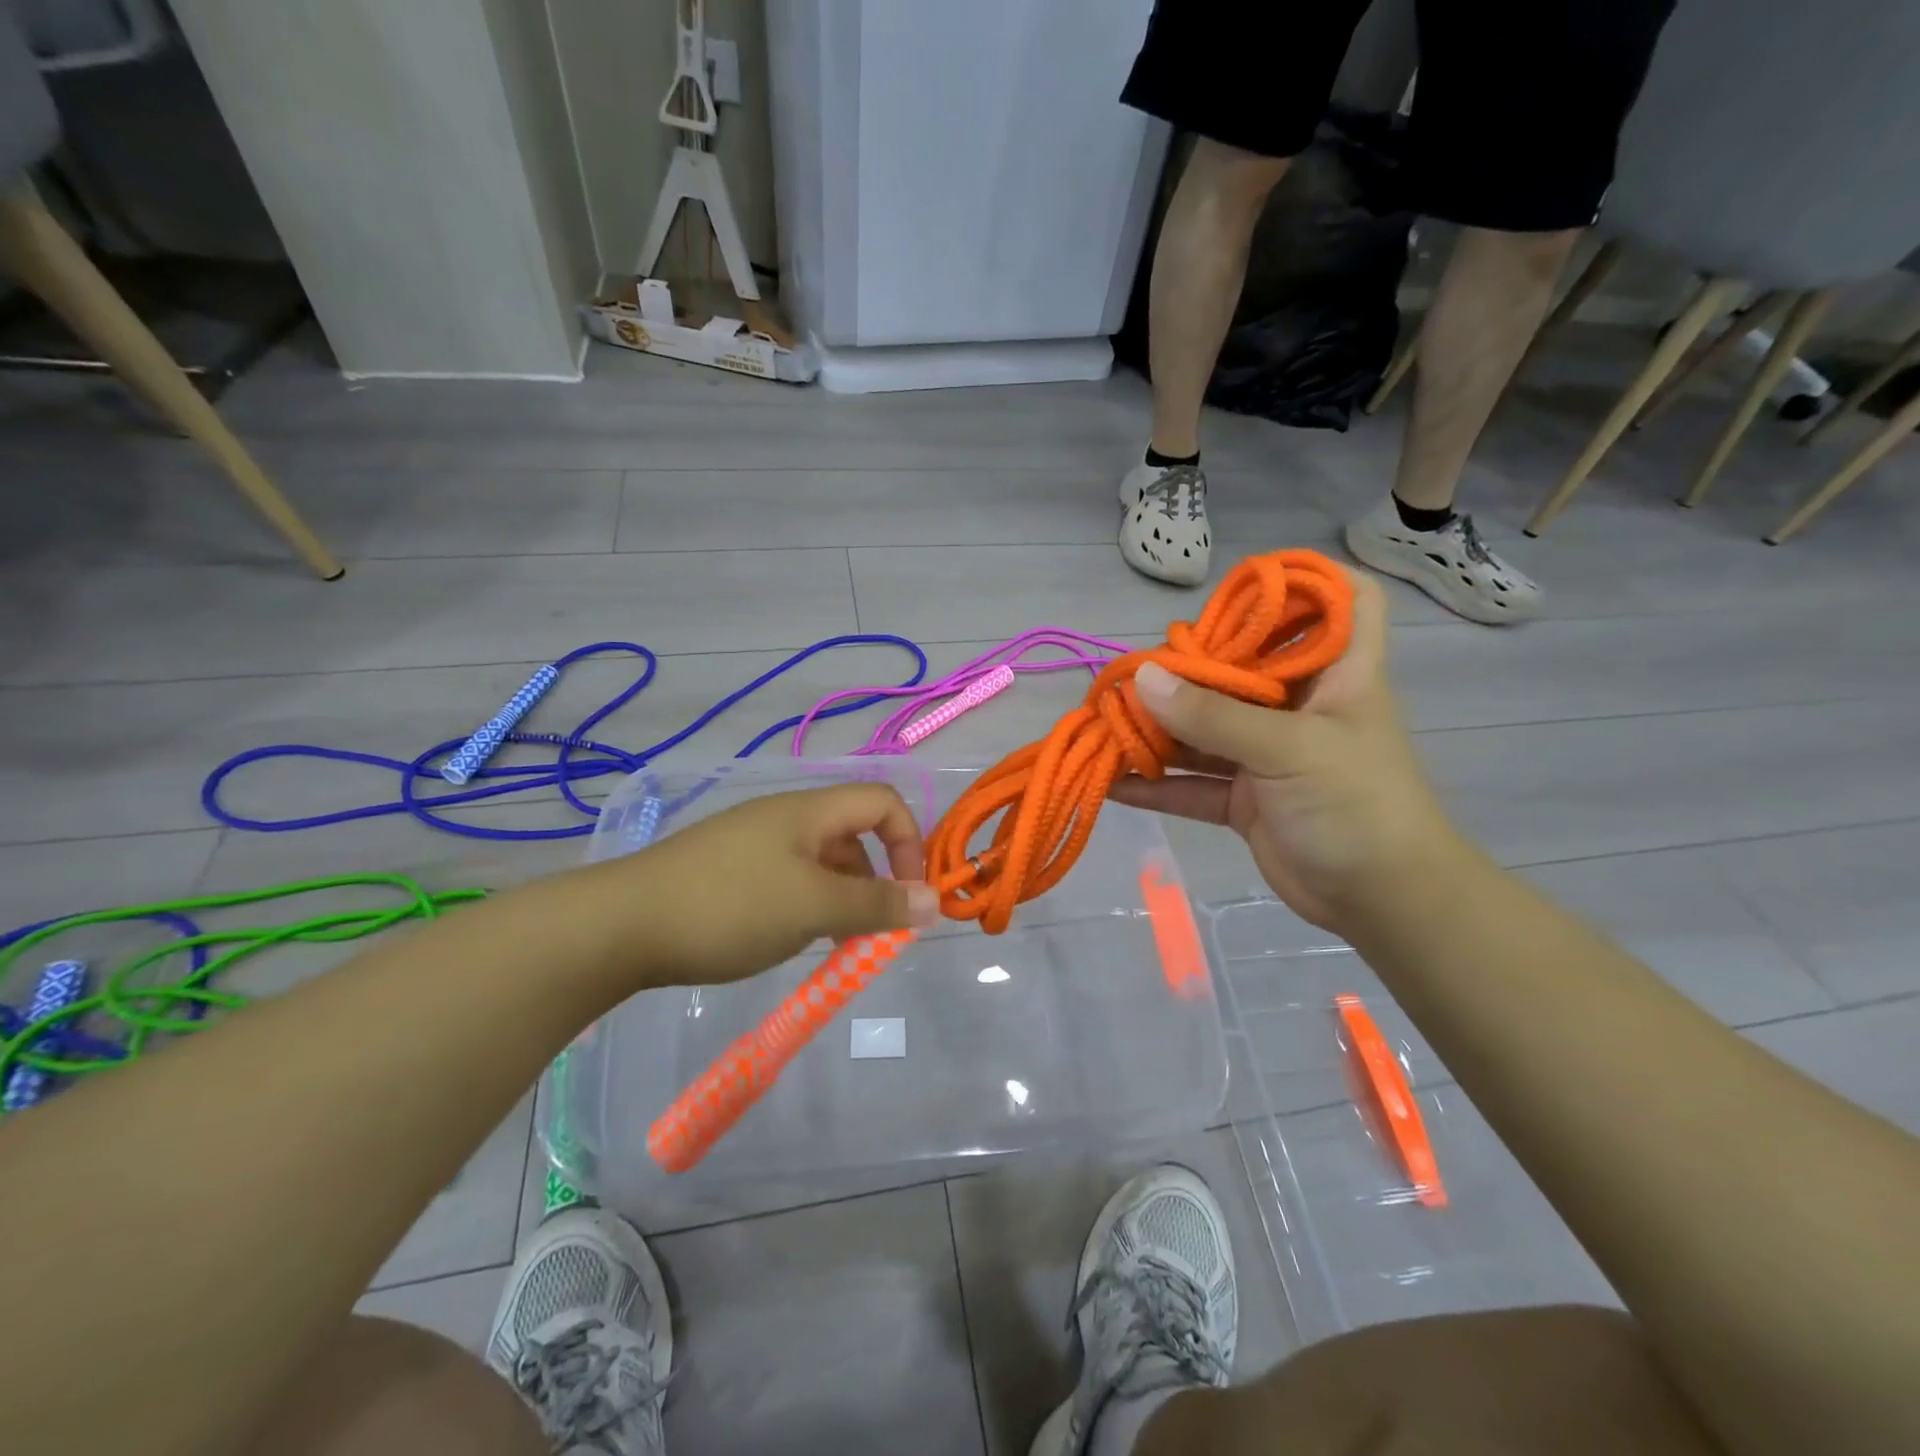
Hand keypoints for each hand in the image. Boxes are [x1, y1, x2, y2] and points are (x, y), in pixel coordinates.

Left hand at [586, 783, 939, 986]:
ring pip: (819, 863)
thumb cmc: (730, 907)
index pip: (883, 803)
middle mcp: (785, 817)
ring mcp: (752, 843)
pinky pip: (786, 880)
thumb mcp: (814, 907)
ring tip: (831, 947)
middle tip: (870, 934)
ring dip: (840, 900)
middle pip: (853, 835)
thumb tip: (935, 902)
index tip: (909, 897)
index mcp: (810, 811)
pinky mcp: (726, 871)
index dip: (909, 843)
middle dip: (874, 883)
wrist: (619, 925)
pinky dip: (805, 907)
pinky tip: (786, 941)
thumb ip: (877, 904)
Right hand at [1110, 568, 1463, 932]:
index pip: (1345, 600)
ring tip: (1106, 723)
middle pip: (1244, 666)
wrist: (1382, 903)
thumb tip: (1142, 680)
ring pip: (1206, 729)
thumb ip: (1213, 716)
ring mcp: (1268, 753)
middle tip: (1135, 672)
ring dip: (1160, 730)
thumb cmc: (1357, 806)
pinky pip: (1193, 783)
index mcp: (1336, 673)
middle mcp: (1299, 705)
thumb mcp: (1289, 751)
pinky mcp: (1245, 798)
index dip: (1306, 580)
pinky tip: (1112, 783)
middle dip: (1190, 668)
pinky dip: (1156, 786)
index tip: (1242, 585)